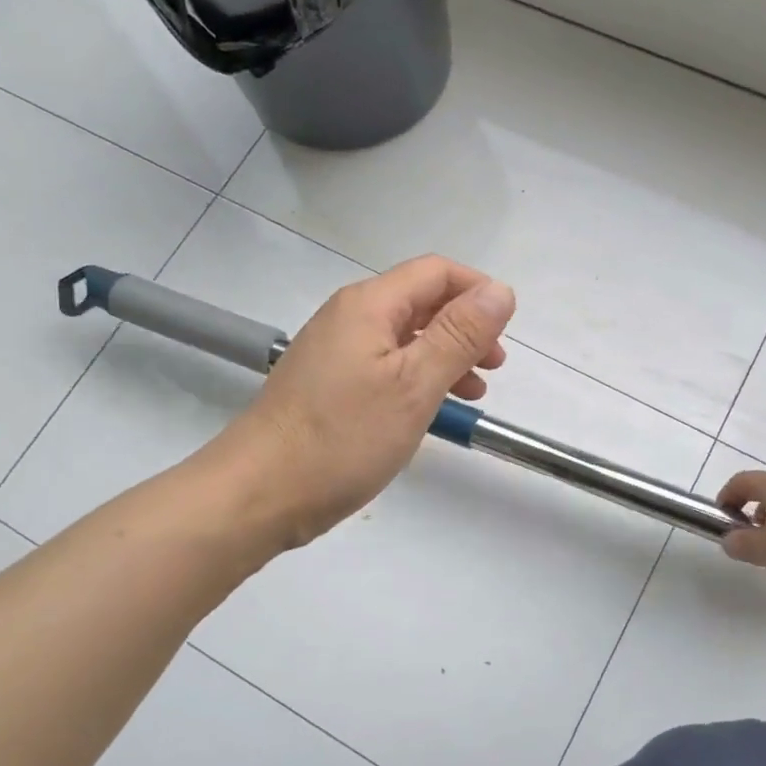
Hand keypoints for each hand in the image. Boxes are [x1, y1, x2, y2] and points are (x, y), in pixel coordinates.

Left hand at [222, 256, 515, 548]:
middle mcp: (348, 317)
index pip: (436, 272)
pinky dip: (417, 378)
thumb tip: (500, 290)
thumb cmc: (342, 437)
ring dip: (445, 355)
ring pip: (404, 337)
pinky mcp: (327, 386)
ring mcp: (334, 352)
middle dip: (465, 326)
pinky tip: (431, 409)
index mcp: (369, 305)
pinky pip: (384, 365)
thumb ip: (459, 335)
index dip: (478, 291)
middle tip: (495, 365)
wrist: (259, 492)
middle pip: (420, 301)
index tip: (507, 330)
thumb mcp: (414, 384)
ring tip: (474, 392)